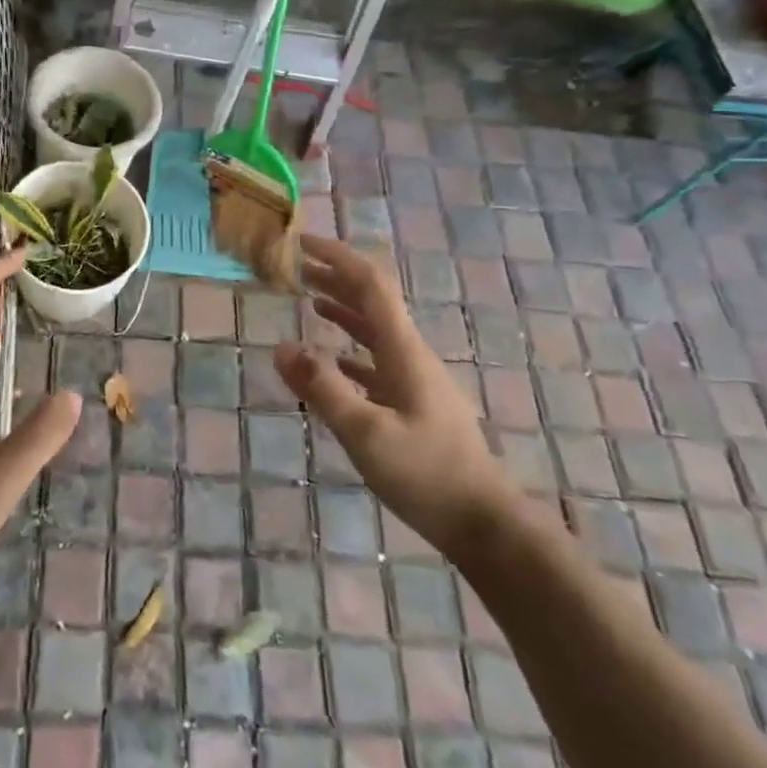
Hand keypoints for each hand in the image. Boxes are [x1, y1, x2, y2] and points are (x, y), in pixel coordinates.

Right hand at [275, 235, 514, 555]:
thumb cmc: (426, 475)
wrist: (485, 524)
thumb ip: (323, 388)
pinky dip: (350, 346)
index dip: (338, 257)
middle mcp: (410, 354)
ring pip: (374, 329)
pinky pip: (376, 360)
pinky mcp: (413, 403)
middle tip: (296, 266)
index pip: (370, 285)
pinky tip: (331, 357)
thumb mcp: (367, 433)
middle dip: (336, 276)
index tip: (302, 243)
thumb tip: (281, 347)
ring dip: (343, 307)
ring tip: (309, 297)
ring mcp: (414, 379)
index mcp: (403, 350)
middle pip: (372, 300)